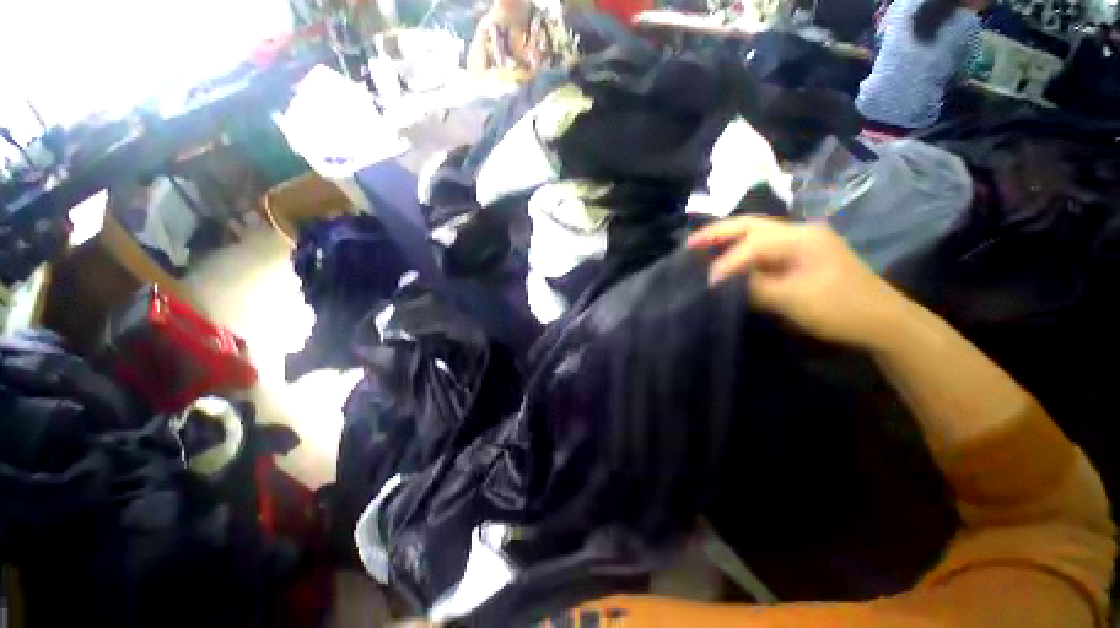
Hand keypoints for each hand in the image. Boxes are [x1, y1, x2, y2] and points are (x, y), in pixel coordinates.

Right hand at [687, 216, 910, 349]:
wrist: (883, 321)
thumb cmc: (841, 309)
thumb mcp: (794, 300)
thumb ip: (754, 287)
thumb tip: (722, 283)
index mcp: (802, 238)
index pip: (752, 244)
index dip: (726, 263)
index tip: (707, 283)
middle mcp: (800, 232)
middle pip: (750, 225)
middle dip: (717, 233)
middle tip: (689, 244)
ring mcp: (802, 241)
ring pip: (755, 233)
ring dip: (727, 239)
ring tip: (701, 248)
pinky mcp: (801, 255)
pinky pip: (763, 247)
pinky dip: (741, 251)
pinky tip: (727, 259)